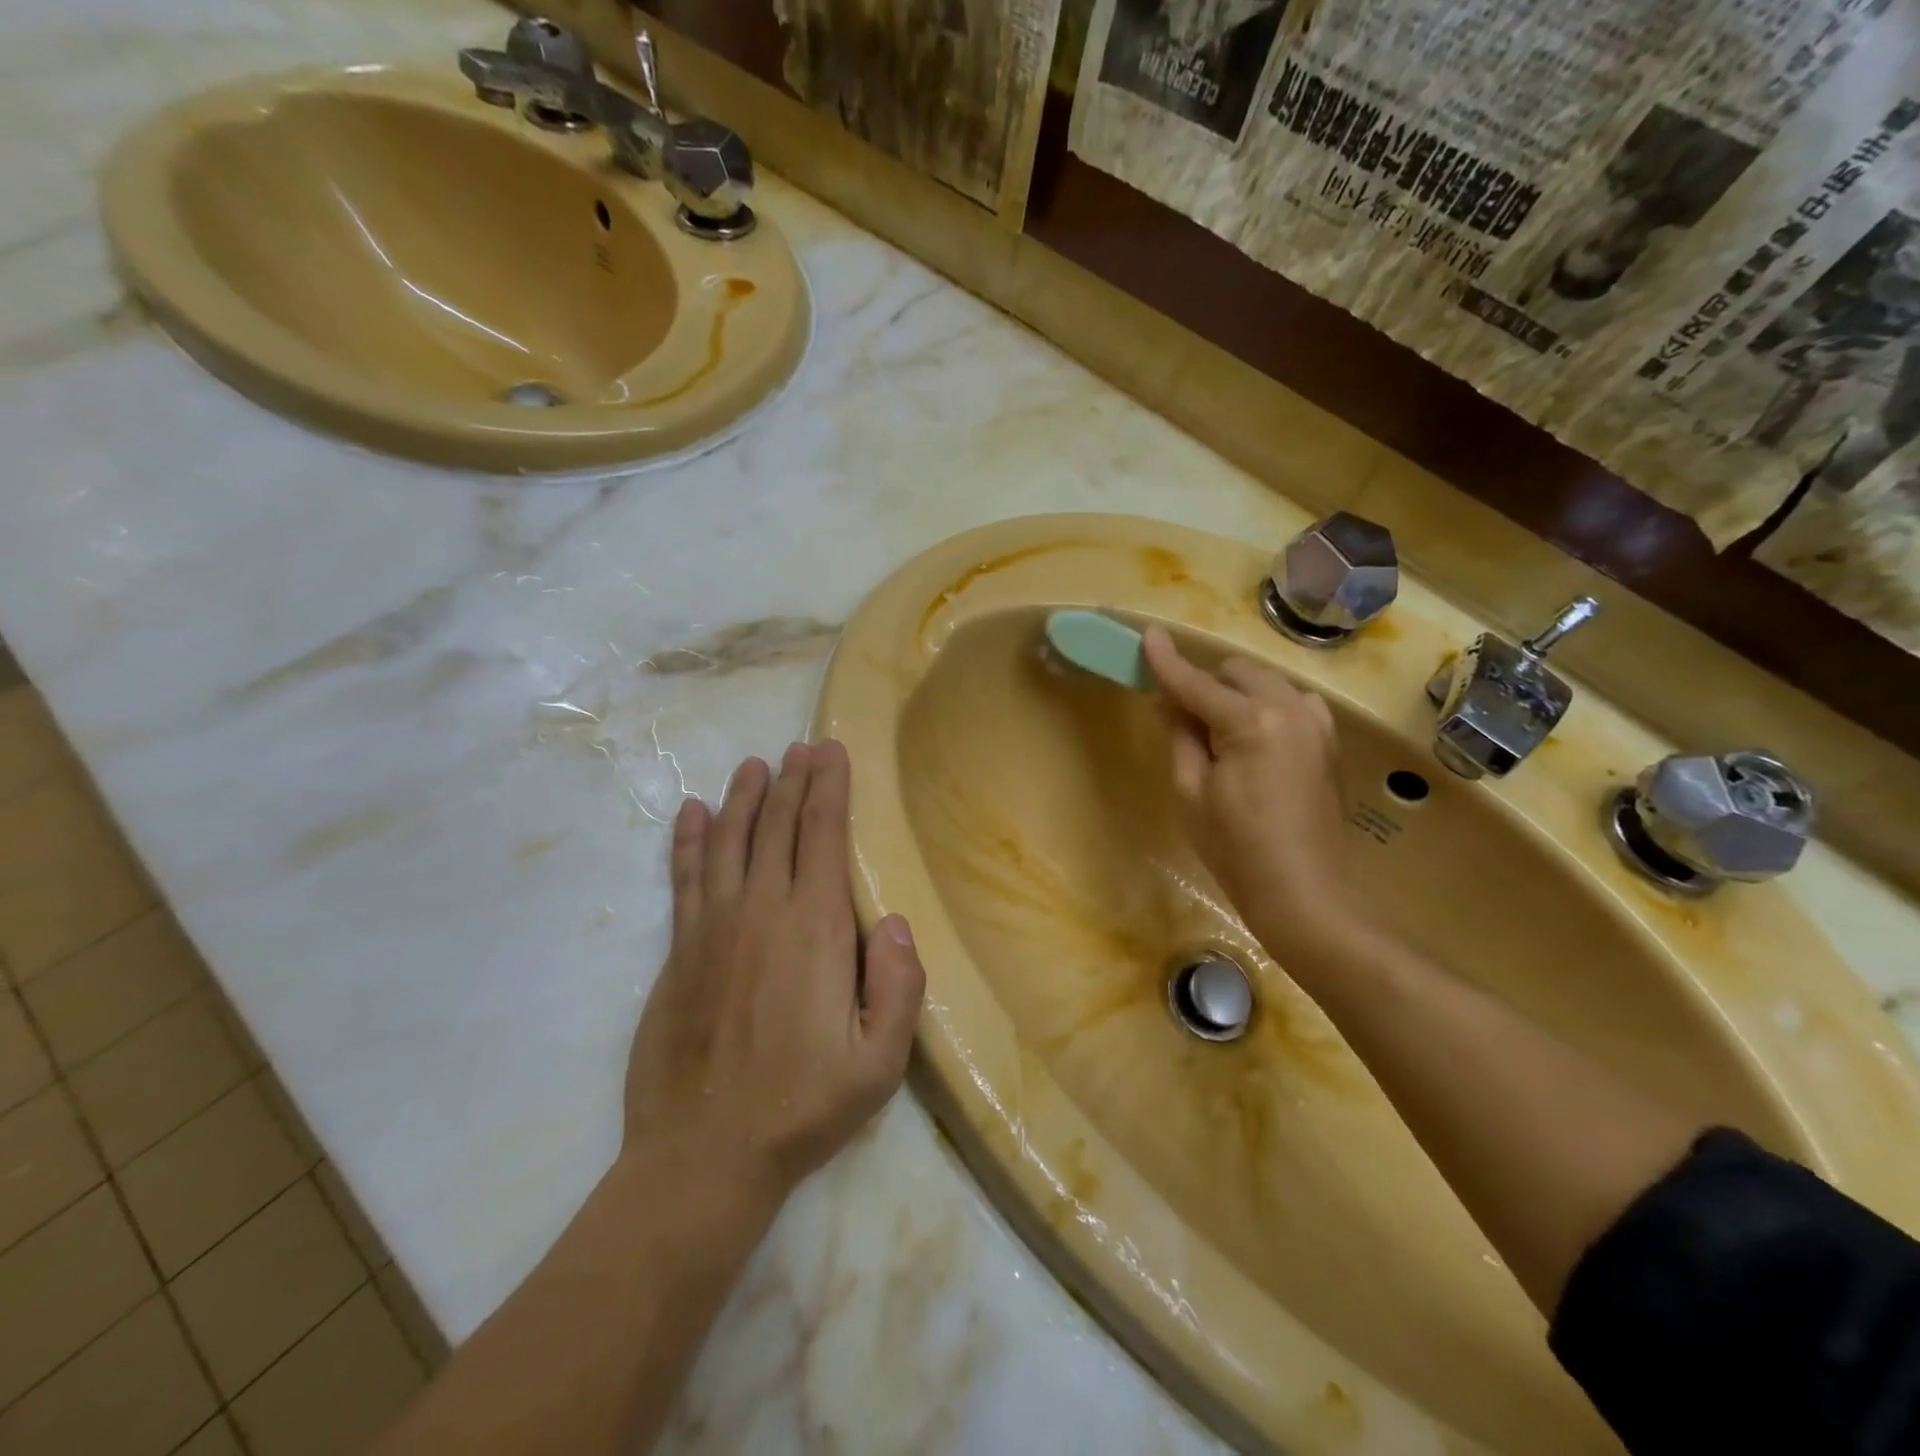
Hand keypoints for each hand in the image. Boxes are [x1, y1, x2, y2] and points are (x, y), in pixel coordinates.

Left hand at [622, 740, 924, 1214]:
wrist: (702, 1155)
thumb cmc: (802, 1108)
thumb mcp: (879, 1064)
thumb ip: (898, 988)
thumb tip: (894, 922)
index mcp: (814, 930)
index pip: (823, 836)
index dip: (828, 788)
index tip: (831, 752)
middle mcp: (761, 912)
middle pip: (777, 826)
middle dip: (792, 780)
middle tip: (801, 746)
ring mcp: (713, 928)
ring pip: (729, 841)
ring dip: (743, 798)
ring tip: (754, 764)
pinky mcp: (679, 951)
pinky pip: (685, 878)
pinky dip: (690, 840)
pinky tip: (693, 813)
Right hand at [1141, 626, 1369, 964]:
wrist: (1302, 891)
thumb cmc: (1234, 848)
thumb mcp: (1191, 792)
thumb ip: (1181, 735)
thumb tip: (1168, 699)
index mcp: (1251, 723)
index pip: (1196, 683)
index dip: (1167, 662)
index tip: (1147, 635)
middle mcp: (1290, 709)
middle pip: (1236, 673)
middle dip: (1206, 684)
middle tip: (1181, 716)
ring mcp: (1317, 723)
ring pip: (1267, 682)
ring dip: (1238, 693)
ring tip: (1220, 731)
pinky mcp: (1329, 741)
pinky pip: (1294, 701)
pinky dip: (1269, 706)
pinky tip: (1256, 737)